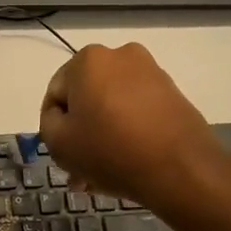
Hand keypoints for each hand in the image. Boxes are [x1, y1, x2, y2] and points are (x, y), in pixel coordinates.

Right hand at [39, 43, 227, 212]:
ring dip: (103, 135)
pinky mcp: (172, 93)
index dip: (54, 126)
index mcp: (88, 59)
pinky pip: (137, 111)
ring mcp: (150, 73)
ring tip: (102, 175)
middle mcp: (120, 55)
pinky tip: (126, 163)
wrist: (181, 169)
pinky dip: (127, 132)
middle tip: (79, 169)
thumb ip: (48, 123)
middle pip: (86, 98)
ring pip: (112, 107)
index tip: (63, 154)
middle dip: (81, 133)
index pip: (56, 94)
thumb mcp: (58, 142)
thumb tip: (62, 116)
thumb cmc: (110, 151)